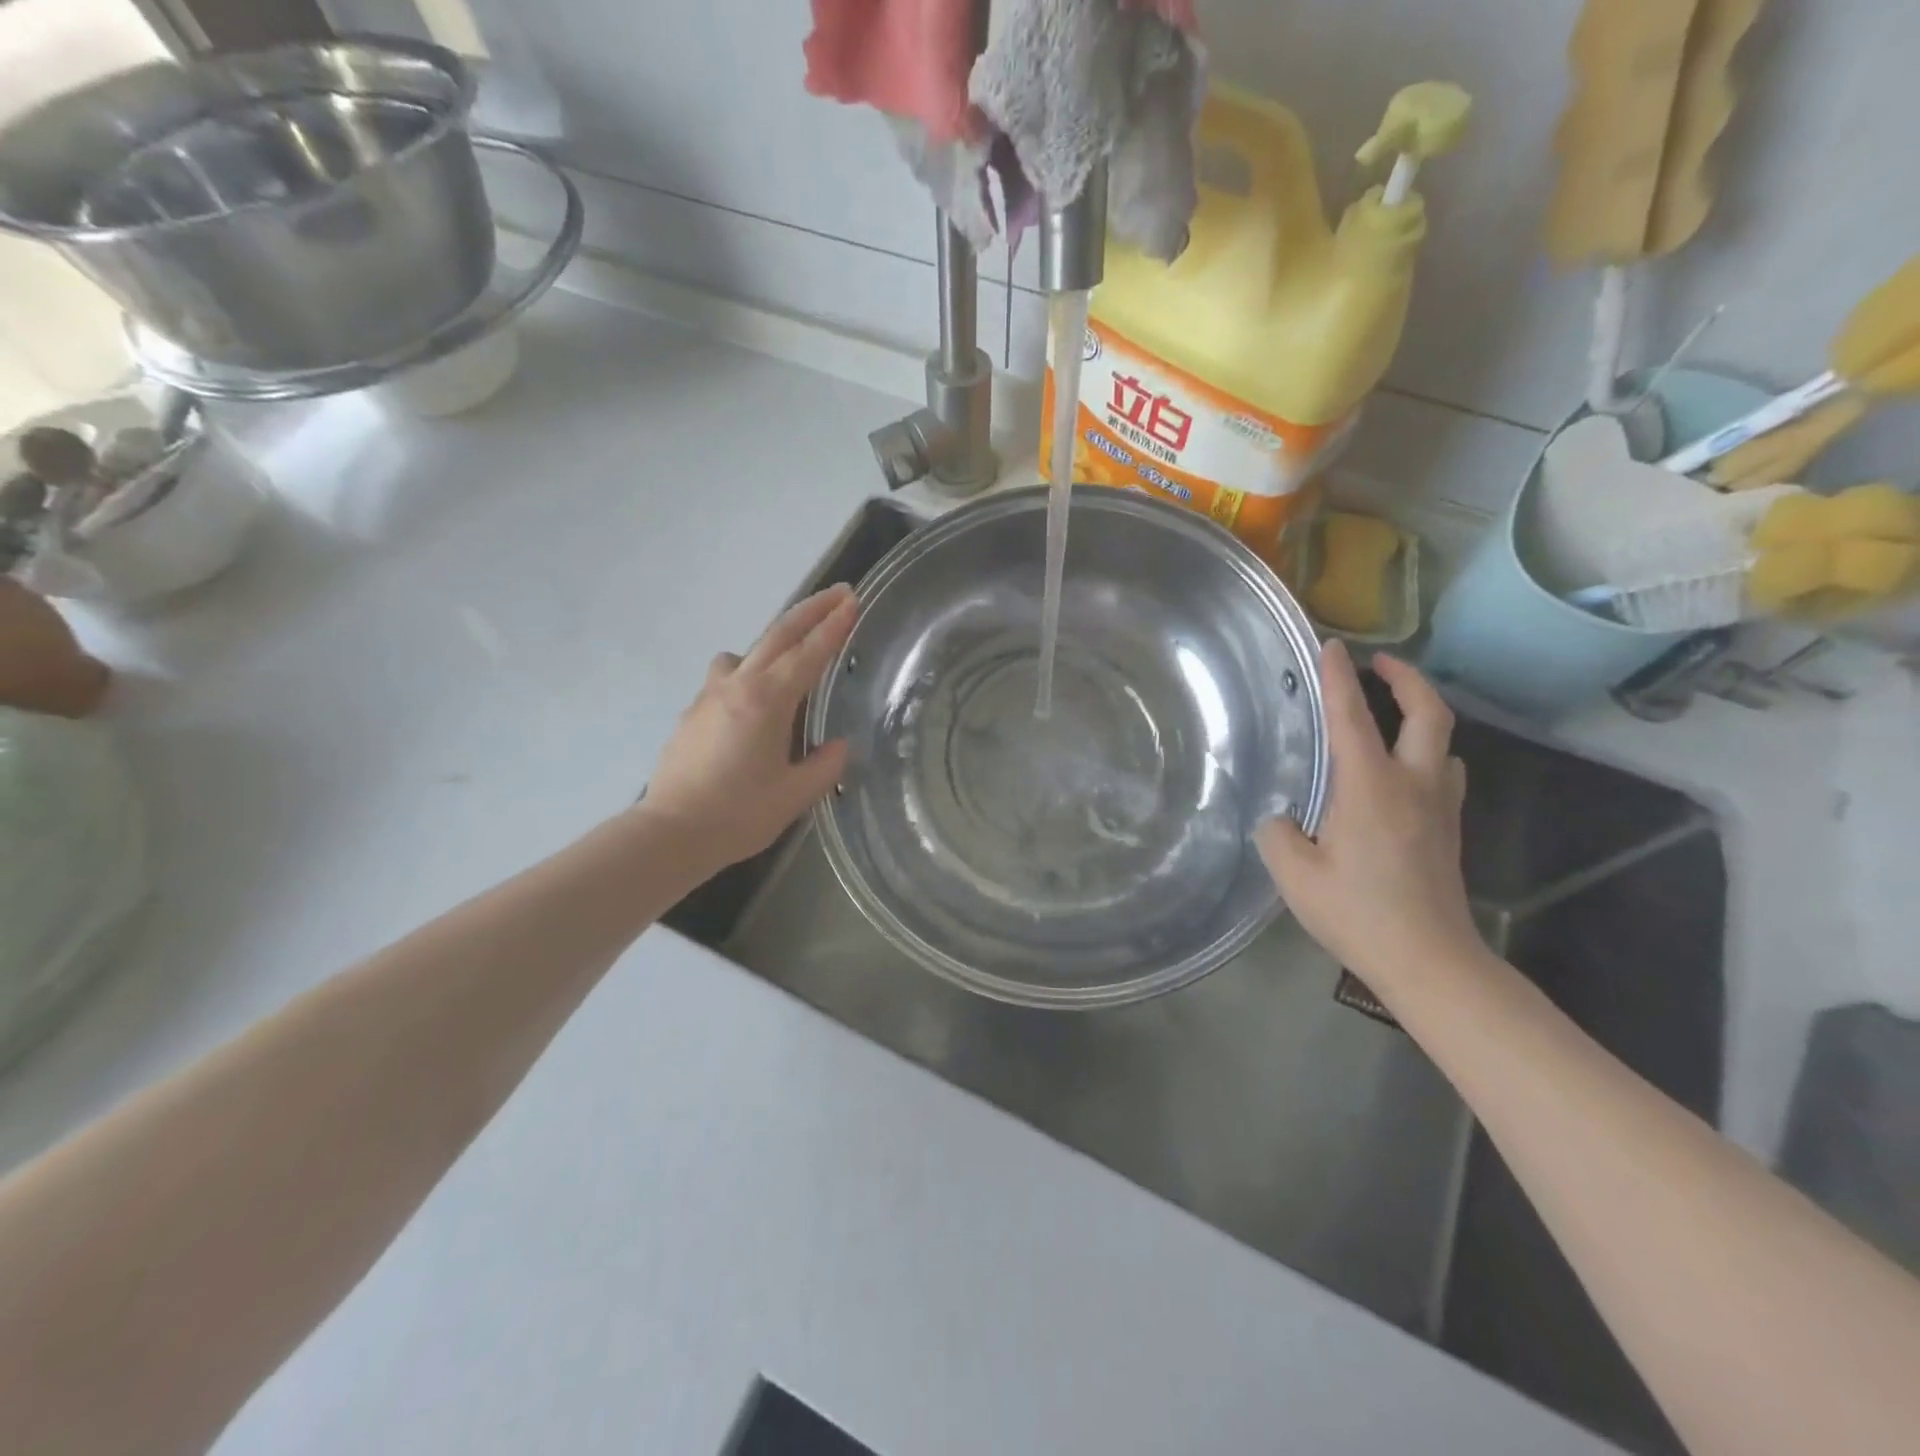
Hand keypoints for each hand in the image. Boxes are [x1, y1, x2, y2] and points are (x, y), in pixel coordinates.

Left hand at [643, 585, 857, 870]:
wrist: (670, 834)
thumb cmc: (738, 815)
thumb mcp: (794, 795)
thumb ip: (824, 765)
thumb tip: (839, 746)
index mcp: (767, 702)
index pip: (808, 653)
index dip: (833, 626)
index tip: (852, 600)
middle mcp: (737, 686)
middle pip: (776, 635)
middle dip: (810, 611)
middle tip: (837, 594)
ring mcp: (708, 696)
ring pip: (743, 653)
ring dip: (771, 643)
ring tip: (789, 660)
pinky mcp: (692, 713)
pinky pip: (725, 677)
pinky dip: (746, 672)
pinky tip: (752, 706)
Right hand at [1256, 639, 1478, 991]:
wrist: (1430, 961)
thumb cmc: (1358, 913)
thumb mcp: (1294, 874)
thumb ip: (1277, 833)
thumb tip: (1284, 819)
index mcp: (1369, 787)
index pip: (1352, 716)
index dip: (1338, 677)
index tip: (1330, 646)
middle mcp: (1412, 784)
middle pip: (1428, 712)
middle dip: (1406, 678)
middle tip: (1380, 662)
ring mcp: (1439, 807)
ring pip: (1443, 741)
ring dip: (1421, 715)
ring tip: (1391, 715)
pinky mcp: (1448, 829)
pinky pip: (1443, 772)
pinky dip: (1427, 752)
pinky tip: (1402, 772)